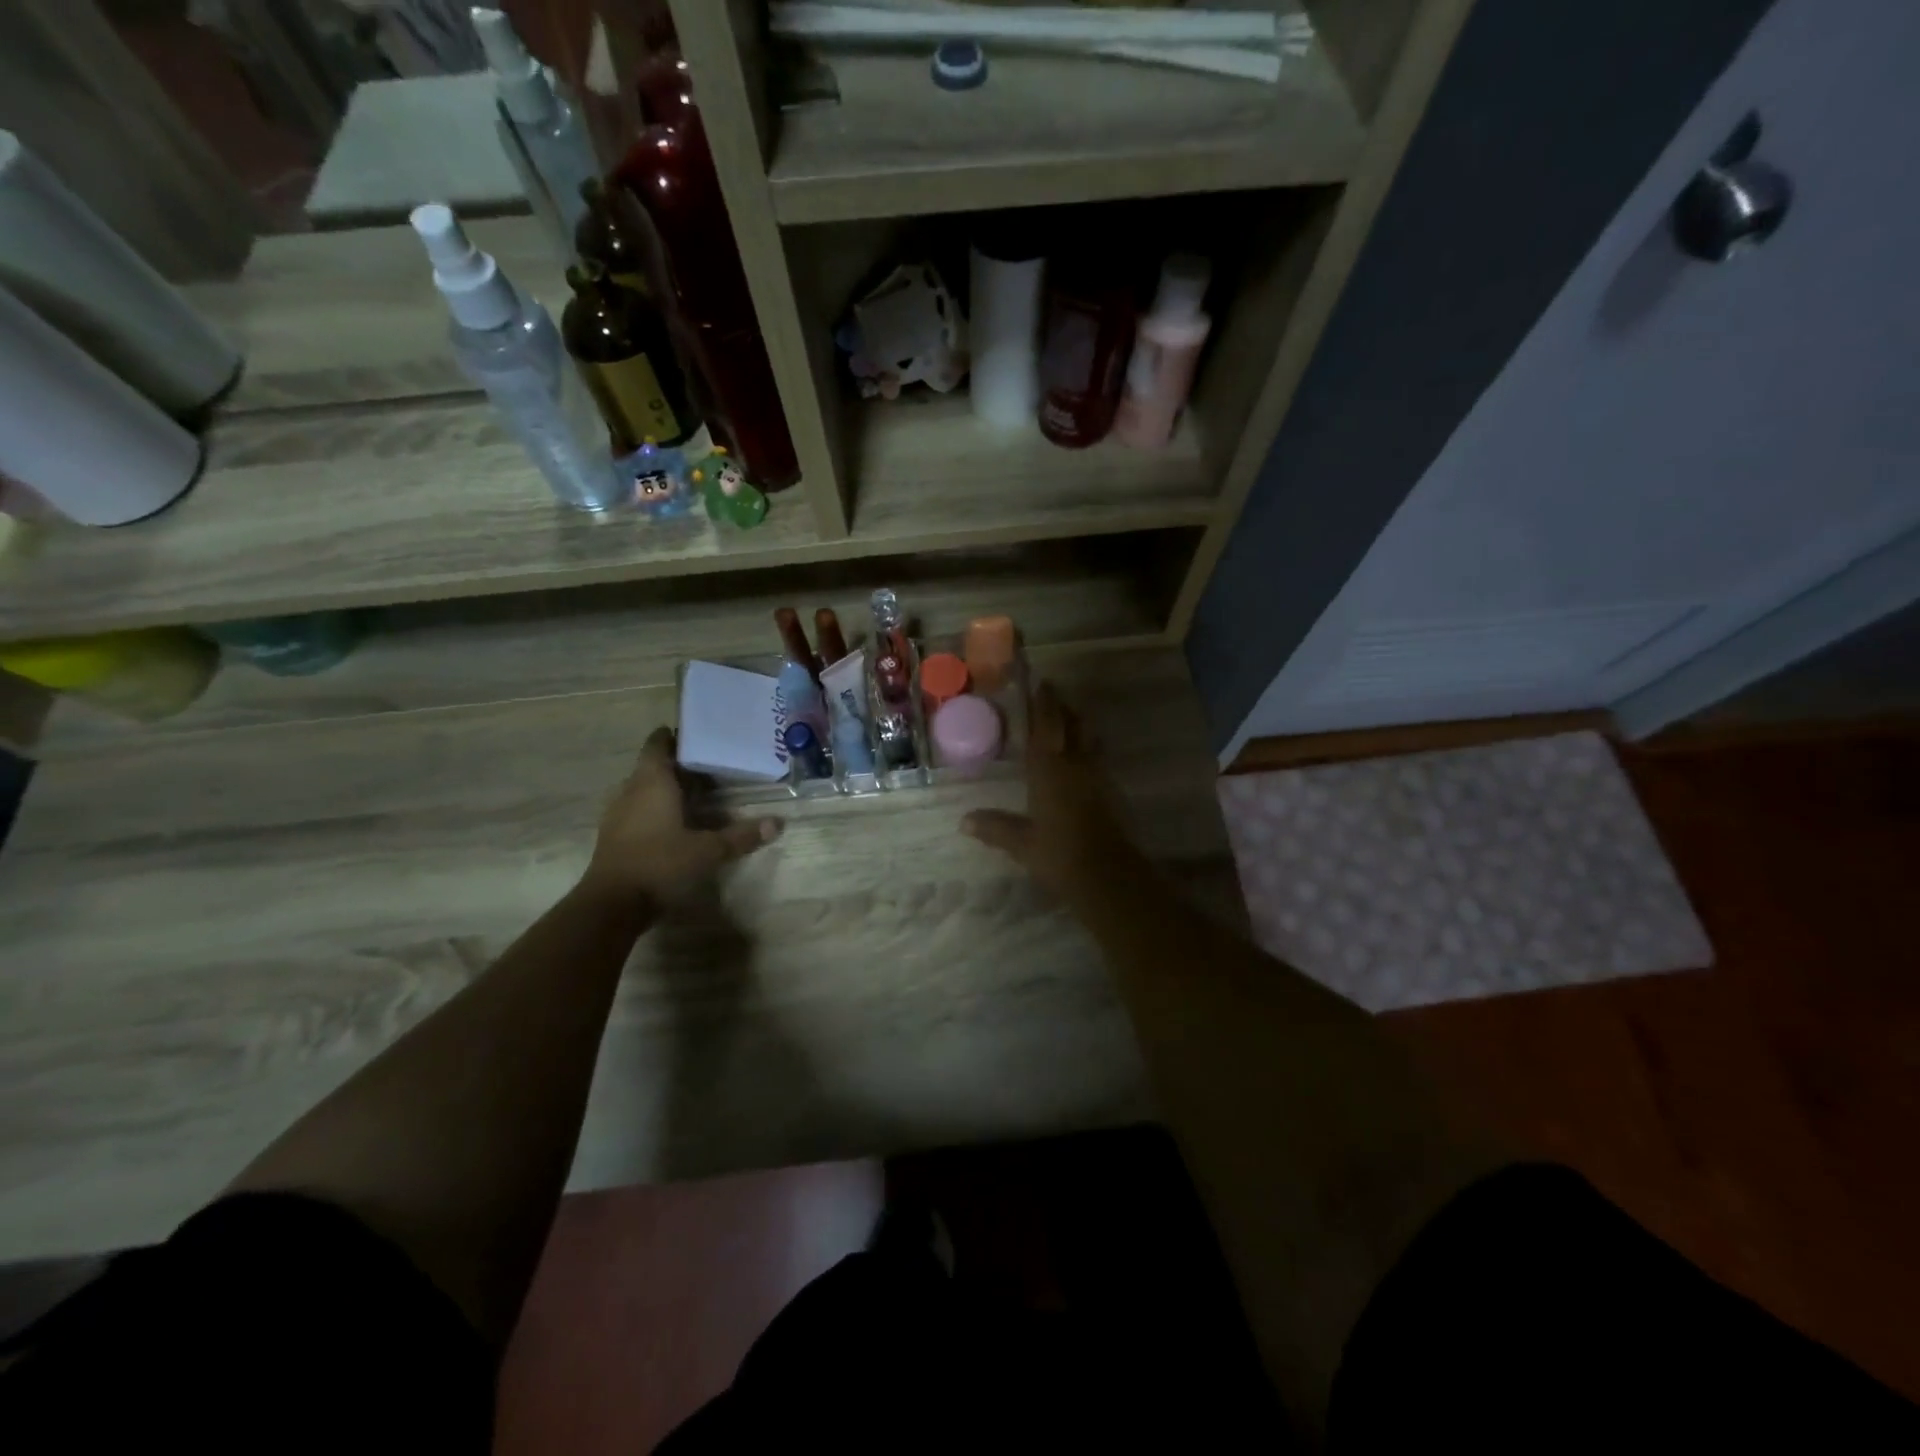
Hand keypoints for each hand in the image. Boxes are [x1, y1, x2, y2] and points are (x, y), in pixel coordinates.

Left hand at [580, 728, 780, 905]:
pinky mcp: (614, 836)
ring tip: (699, 794)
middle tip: (713, 767)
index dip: (675, 736)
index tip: (699, 736)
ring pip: (644, 789)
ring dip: (668, 788)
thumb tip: (778, 823)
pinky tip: (678, 823)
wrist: (612, 904)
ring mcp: (618, 814)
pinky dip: (657, 809)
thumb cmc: (660, 864)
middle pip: (654, 766)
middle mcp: (631, 790)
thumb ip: (742, 836)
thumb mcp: (708, 851)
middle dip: (680, 765)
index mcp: (652, 782)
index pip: (658, 744)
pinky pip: (638, 810)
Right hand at [961, 682, 1132, 901]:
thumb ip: (995, 828)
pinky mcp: (1112, 791)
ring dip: (1080, 724)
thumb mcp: (1021, 843)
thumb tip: (964, 821)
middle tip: (1054, 695)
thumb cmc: (1058, 853)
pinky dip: (1089, 748)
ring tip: (1070, 719)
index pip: (1046, 726)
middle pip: (1073, 725)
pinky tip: (1083, 758)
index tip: (1042, 684)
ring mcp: (1098, 776)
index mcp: (1049, 769)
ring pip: (1089, 738)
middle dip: (1063, 708)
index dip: (1044, 704)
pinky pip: (1099, 758)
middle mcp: (1075, 764)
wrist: (1107, 874)